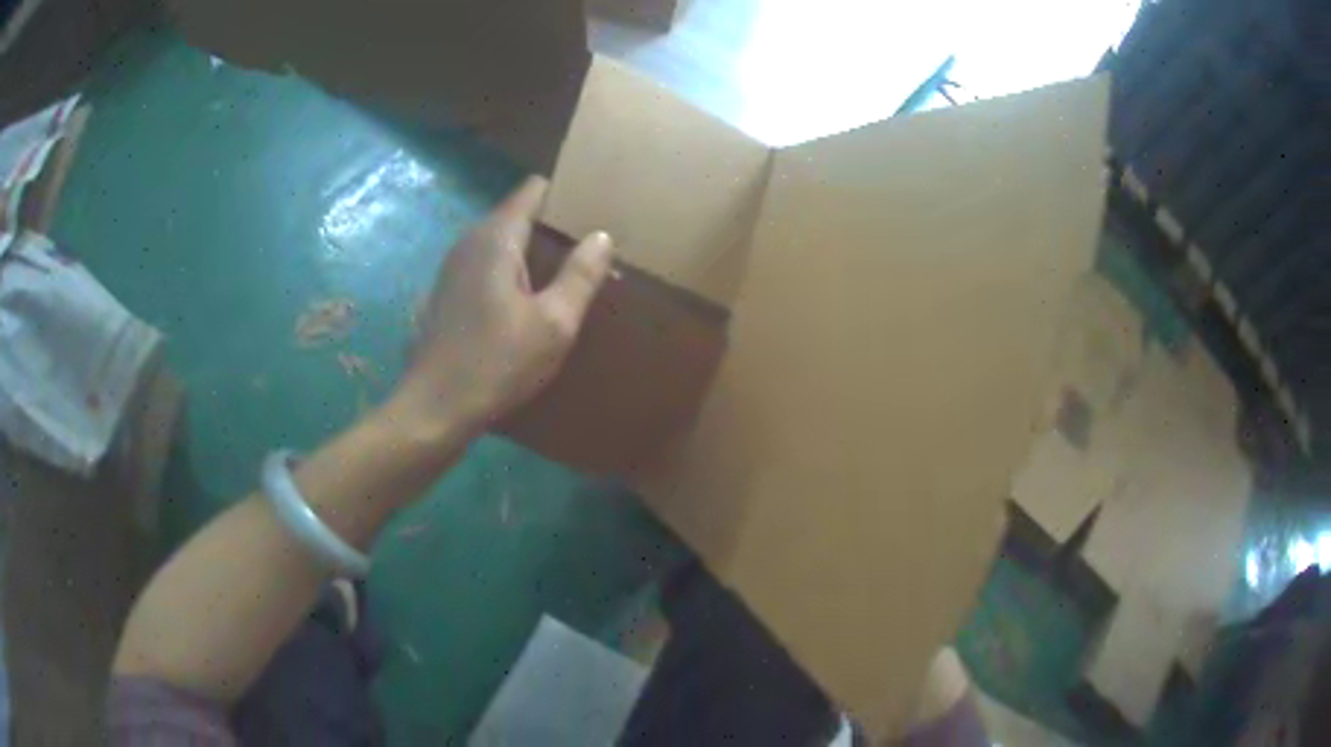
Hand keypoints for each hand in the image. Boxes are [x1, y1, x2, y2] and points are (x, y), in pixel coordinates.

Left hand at [391, 176, 613, 436]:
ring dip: (532, 251)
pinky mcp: (447, 293)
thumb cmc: (497, 364)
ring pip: (501, 242)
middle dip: (553, 223)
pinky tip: (528, 301)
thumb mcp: (553, 324)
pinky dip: (511, 271)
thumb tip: (601, 236)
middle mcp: (470, 242)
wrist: (435, 408)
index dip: (566, 192)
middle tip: (591, 243)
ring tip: (567, 270)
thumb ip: (580, 275)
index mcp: (496, 238)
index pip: (533, 190)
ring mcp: (453, 267)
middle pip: (518, 214)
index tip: (595, 205)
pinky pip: (487, 266)